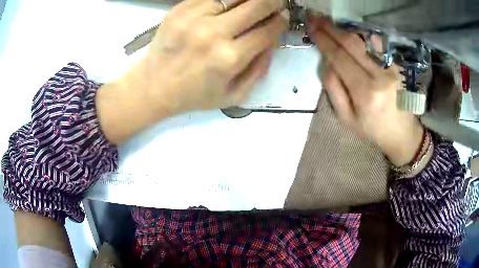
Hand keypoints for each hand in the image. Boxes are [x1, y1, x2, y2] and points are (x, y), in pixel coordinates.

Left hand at [123, 0, 288, 112]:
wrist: (154, 86)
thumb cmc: (193, 94)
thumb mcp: (233, 95)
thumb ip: (259, 70)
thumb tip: (273, 42)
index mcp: (229, 58)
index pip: (267, 31)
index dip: (281, 21)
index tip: (283, 17)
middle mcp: (214, 33)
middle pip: (256, 5)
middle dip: (273, 1)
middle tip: (276, 2)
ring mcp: (194, 17)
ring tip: (253, 3)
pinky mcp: (180, 9)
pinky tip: (229, 5)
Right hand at [308, 17, 423, 165]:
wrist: (402, 133)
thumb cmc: (373, 130)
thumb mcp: (347, 118)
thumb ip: (334, 90)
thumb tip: (326, 63)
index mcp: (365, 93)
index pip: (340, 59)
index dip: (324, 41)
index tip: (312, 28)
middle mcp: (380, 77)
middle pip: (353, 45)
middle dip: (332, 29)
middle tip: (316, 18)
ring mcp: (392, 69)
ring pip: (366, 41)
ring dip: (346, 30)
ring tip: (331, 23)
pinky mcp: (398, 67)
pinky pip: (379, 46)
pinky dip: (363, 36)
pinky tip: (353, 32)